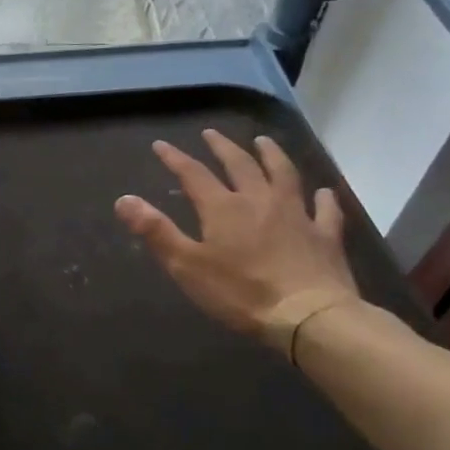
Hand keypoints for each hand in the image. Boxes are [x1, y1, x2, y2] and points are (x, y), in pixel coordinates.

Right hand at [114, 131, 358, 345]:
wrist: (307, 316)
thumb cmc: (240, 293)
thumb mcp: (186, 265)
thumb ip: (156, 230)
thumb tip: (124, 199)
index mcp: (223, 208)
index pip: (194, 174)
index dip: (175, 159)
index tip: (161, 146)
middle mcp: (260, 200)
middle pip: (240, 165)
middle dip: (222, 148)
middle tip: (211, 134)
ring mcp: (297, 215)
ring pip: (284, 175)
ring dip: (272, 155)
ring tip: (263, 142)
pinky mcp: (325, 235)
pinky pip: (326, 210)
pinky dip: (323, 198)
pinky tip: (323, 192)